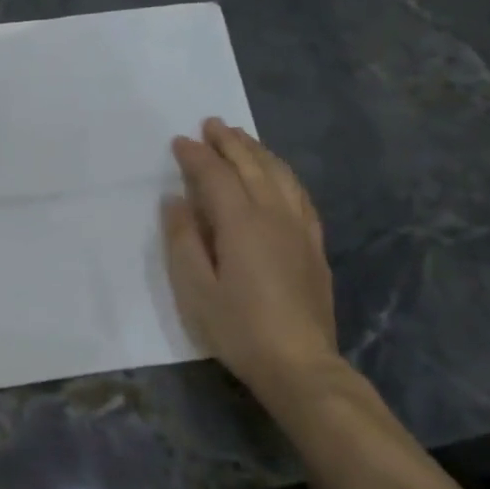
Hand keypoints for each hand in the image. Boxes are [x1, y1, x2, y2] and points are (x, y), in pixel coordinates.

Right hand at [161, 119, 345, 412]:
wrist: (300, 364)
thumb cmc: (238, 328)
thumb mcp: (194, 288)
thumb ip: (182, 239)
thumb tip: (176, 200)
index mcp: (241, 224)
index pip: (216, 176)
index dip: (196, 156)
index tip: (179, 141)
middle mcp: (274, 216)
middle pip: (253, 166)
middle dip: (230, 142)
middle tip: (211, 124)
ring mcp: (299, 230)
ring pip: (281, 176)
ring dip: (259, 152)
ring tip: (242, 138)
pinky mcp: (313, 246)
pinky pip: (300, 195)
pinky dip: (284, 174)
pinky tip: (278, 175)